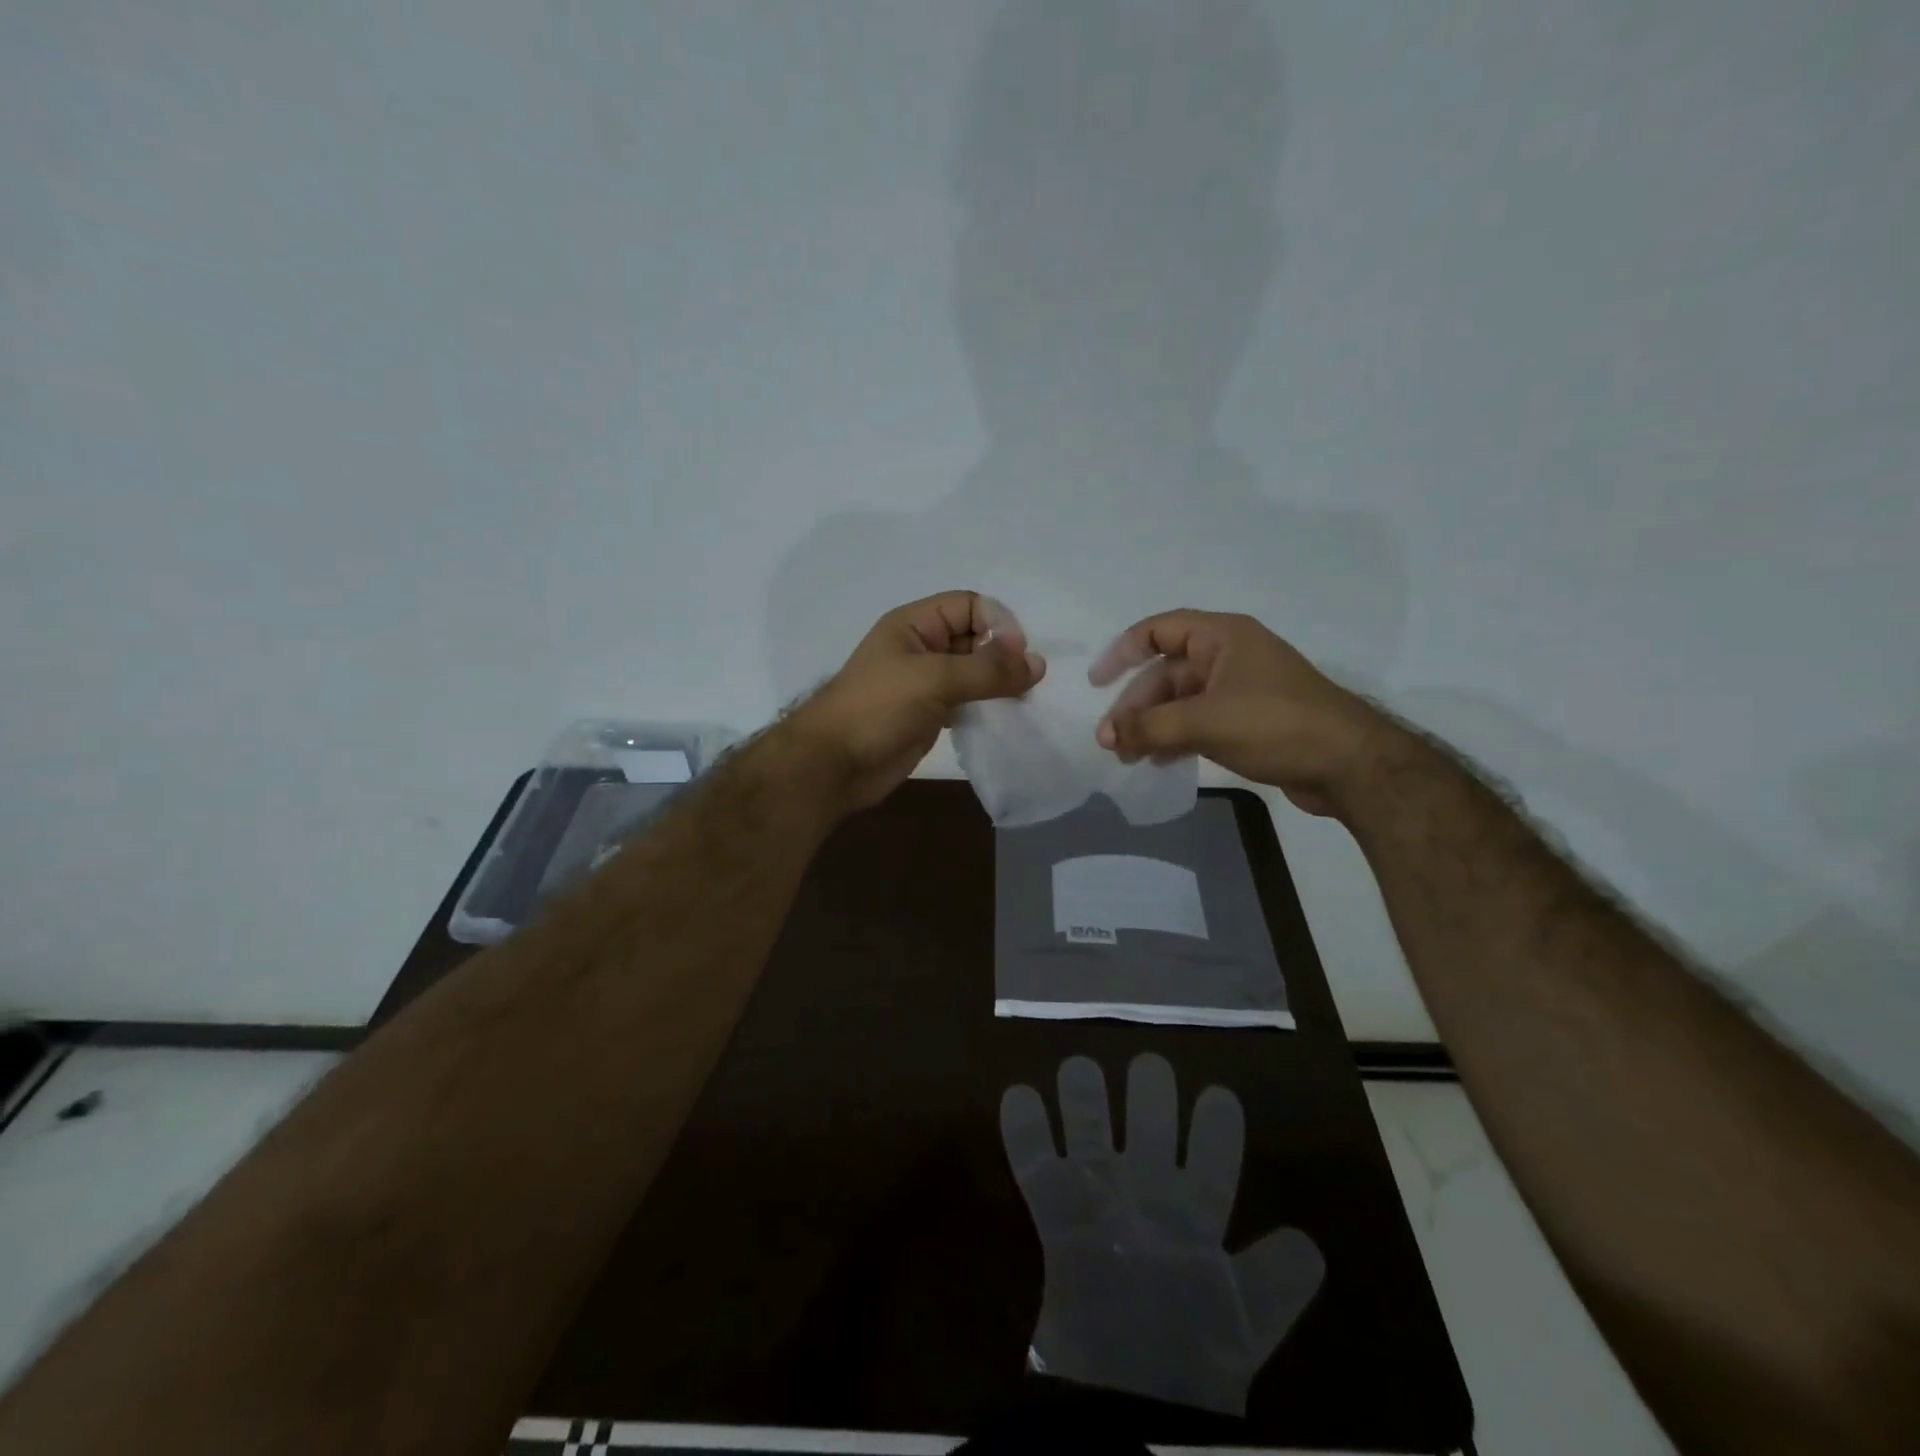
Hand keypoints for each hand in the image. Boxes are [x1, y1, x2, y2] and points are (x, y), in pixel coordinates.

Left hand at [787, 592, 1045, 811]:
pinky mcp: (931, 715)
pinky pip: (969, 701)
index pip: (969, 605)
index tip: (1017, 655)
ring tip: (1024, 700)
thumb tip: (1037, 664)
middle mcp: (922, 648)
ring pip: (975, 672)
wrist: (835, 765)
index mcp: (915, 624)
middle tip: (1029, 681)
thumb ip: (987, 670)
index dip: (997, 623)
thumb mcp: (934, 678)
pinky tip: (1006, 718)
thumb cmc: (878, 708)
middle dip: (1004, 654)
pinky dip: (988, 706)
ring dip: (999, 683)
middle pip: (975, 637)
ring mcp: (926, 683)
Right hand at [1000, 1054, 1323, 1415]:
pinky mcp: (1055, 1211)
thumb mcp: (1243, 1326)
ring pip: (1090, 1128)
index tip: (1218, 1096)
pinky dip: (1024, 1130)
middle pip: (1147, 1127)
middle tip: (1148, 1065)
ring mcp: (1097, 1196)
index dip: (1216, 1130)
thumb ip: (1274, 1283)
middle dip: (1149, 1094)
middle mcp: (1145, 1193)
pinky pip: (1034, 1163)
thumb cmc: (1188, 1357)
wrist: (1121, 1402)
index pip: (1211, 1163)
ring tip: (1080, 1067)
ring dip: (1083, 1098)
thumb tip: (1308, 1244)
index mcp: (1191, 1216)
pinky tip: (1019, 1095)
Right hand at [1090, 610, 1394, 816]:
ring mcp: (1240, 689)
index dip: (1122, 653)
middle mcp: (1229, 656)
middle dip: (1136, 705)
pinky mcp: (1249, 720)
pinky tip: (1159, 761)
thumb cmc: (1275, 725)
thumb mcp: (1205, 722)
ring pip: (1181, 701)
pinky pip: (1199, 721)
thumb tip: (1103, 735)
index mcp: (1222, 637)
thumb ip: (1149, 727)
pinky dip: (1176, 737)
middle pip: (1166, 672)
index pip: (1158, 630)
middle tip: (1112, 740)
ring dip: (1153, 725)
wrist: (1350, 765)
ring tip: (1129, 757)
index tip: (1098, 684)